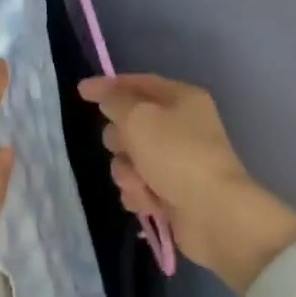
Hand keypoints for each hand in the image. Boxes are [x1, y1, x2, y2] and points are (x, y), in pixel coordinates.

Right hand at [80, 74, 295, 294]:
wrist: (215, 214)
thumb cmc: (176, 155)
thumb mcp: (138, 117)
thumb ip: (114, 100)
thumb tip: (106, 96)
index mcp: (181, 99)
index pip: (138, 83)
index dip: (109, 86)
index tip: (81, 92)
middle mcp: (181, 126)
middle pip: (130, 123)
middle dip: (119, 139)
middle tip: (124, 147)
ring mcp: (177, 161)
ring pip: (129, 158)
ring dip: (127, 172)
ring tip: (141, 183)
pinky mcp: (172, 191)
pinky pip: (139, 185)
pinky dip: (139, 193)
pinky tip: (149, 202)